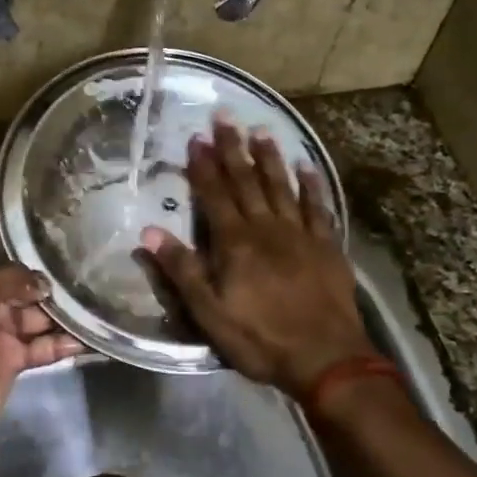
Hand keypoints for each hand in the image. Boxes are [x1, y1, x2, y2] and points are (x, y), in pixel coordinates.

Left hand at [0, 209, 84, 463]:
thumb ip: (8, 280)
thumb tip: (43, 280)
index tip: (20, 209)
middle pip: (10, 275)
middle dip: (39, 267)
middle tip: (78, 252)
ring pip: (32, 310)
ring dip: (59, 305)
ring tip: (94, 289)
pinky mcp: (12, 360)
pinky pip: (43, 345)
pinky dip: (64, 342)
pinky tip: (91, 334)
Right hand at [140, 116, 375, 396]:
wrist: (326, 359)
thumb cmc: (260, 338)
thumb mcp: (209, 313)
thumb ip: (182, 270)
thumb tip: (149, 233)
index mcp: (235, 243)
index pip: (214, 194)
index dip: (203, 166)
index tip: (196, 138)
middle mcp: (266, 228)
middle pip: (247, 181)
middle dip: (233, 148)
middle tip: (225, 116)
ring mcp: (300, 234)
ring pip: (281, 186)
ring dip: (269, 157)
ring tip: (261, 130)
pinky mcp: (327, 246)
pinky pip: (317, 207)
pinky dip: (311, 185)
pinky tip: (306, 166)